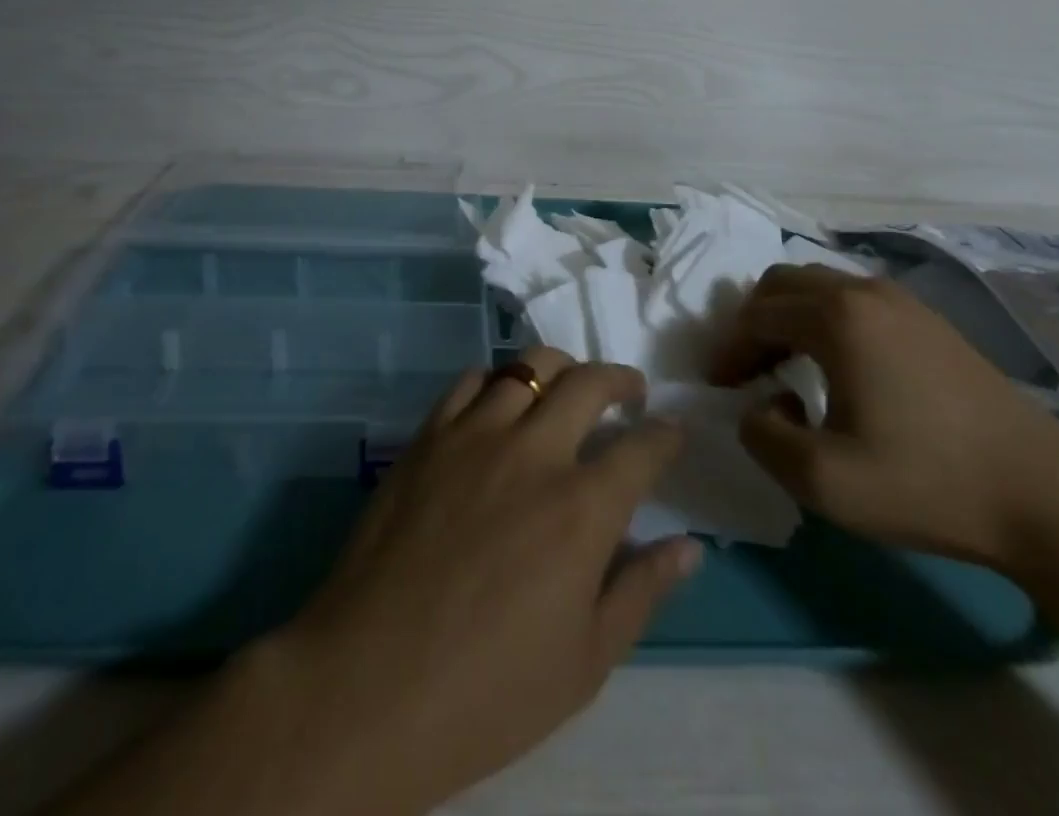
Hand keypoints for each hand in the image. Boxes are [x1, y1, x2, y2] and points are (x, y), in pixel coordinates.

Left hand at [256, 347, 698, 815]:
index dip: (665, 435)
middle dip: (620, 379)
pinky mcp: (428, 437)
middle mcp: (532, 453)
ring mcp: (474, 436)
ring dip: (560, 368)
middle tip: (629, 391)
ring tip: (567, 387)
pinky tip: (500, 401)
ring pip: (528, 366)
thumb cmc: (488, 691)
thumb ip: (641, 591)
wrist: (369, 684)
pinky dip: (496, 379)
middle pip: (587, 383)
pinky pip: (469, 381)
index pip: (641, 449)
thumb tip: (689, 545)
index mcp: (580, 509)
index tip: (672, 432)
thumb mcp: (585, 662)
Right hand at [709, 263, 1058, 572]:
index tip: (719, 387)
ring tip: (786, 367)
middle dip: (753, 321)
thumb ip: (763, 437)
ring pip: (820, 285)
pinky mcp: (931, 321)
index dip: (729, 350)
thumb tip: (763, 406)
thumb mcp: (823, 480)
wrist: (1047, 499)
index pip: (756, 316)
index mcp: (836, 317)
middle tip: (747, 369)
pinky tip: (838, 367)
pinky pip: (855, 300)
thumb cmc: (927, 483)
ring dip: (789, 317)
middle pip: (783, 283)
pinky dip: (825, 320)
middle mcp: (864, 291)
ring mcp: (903, 301)